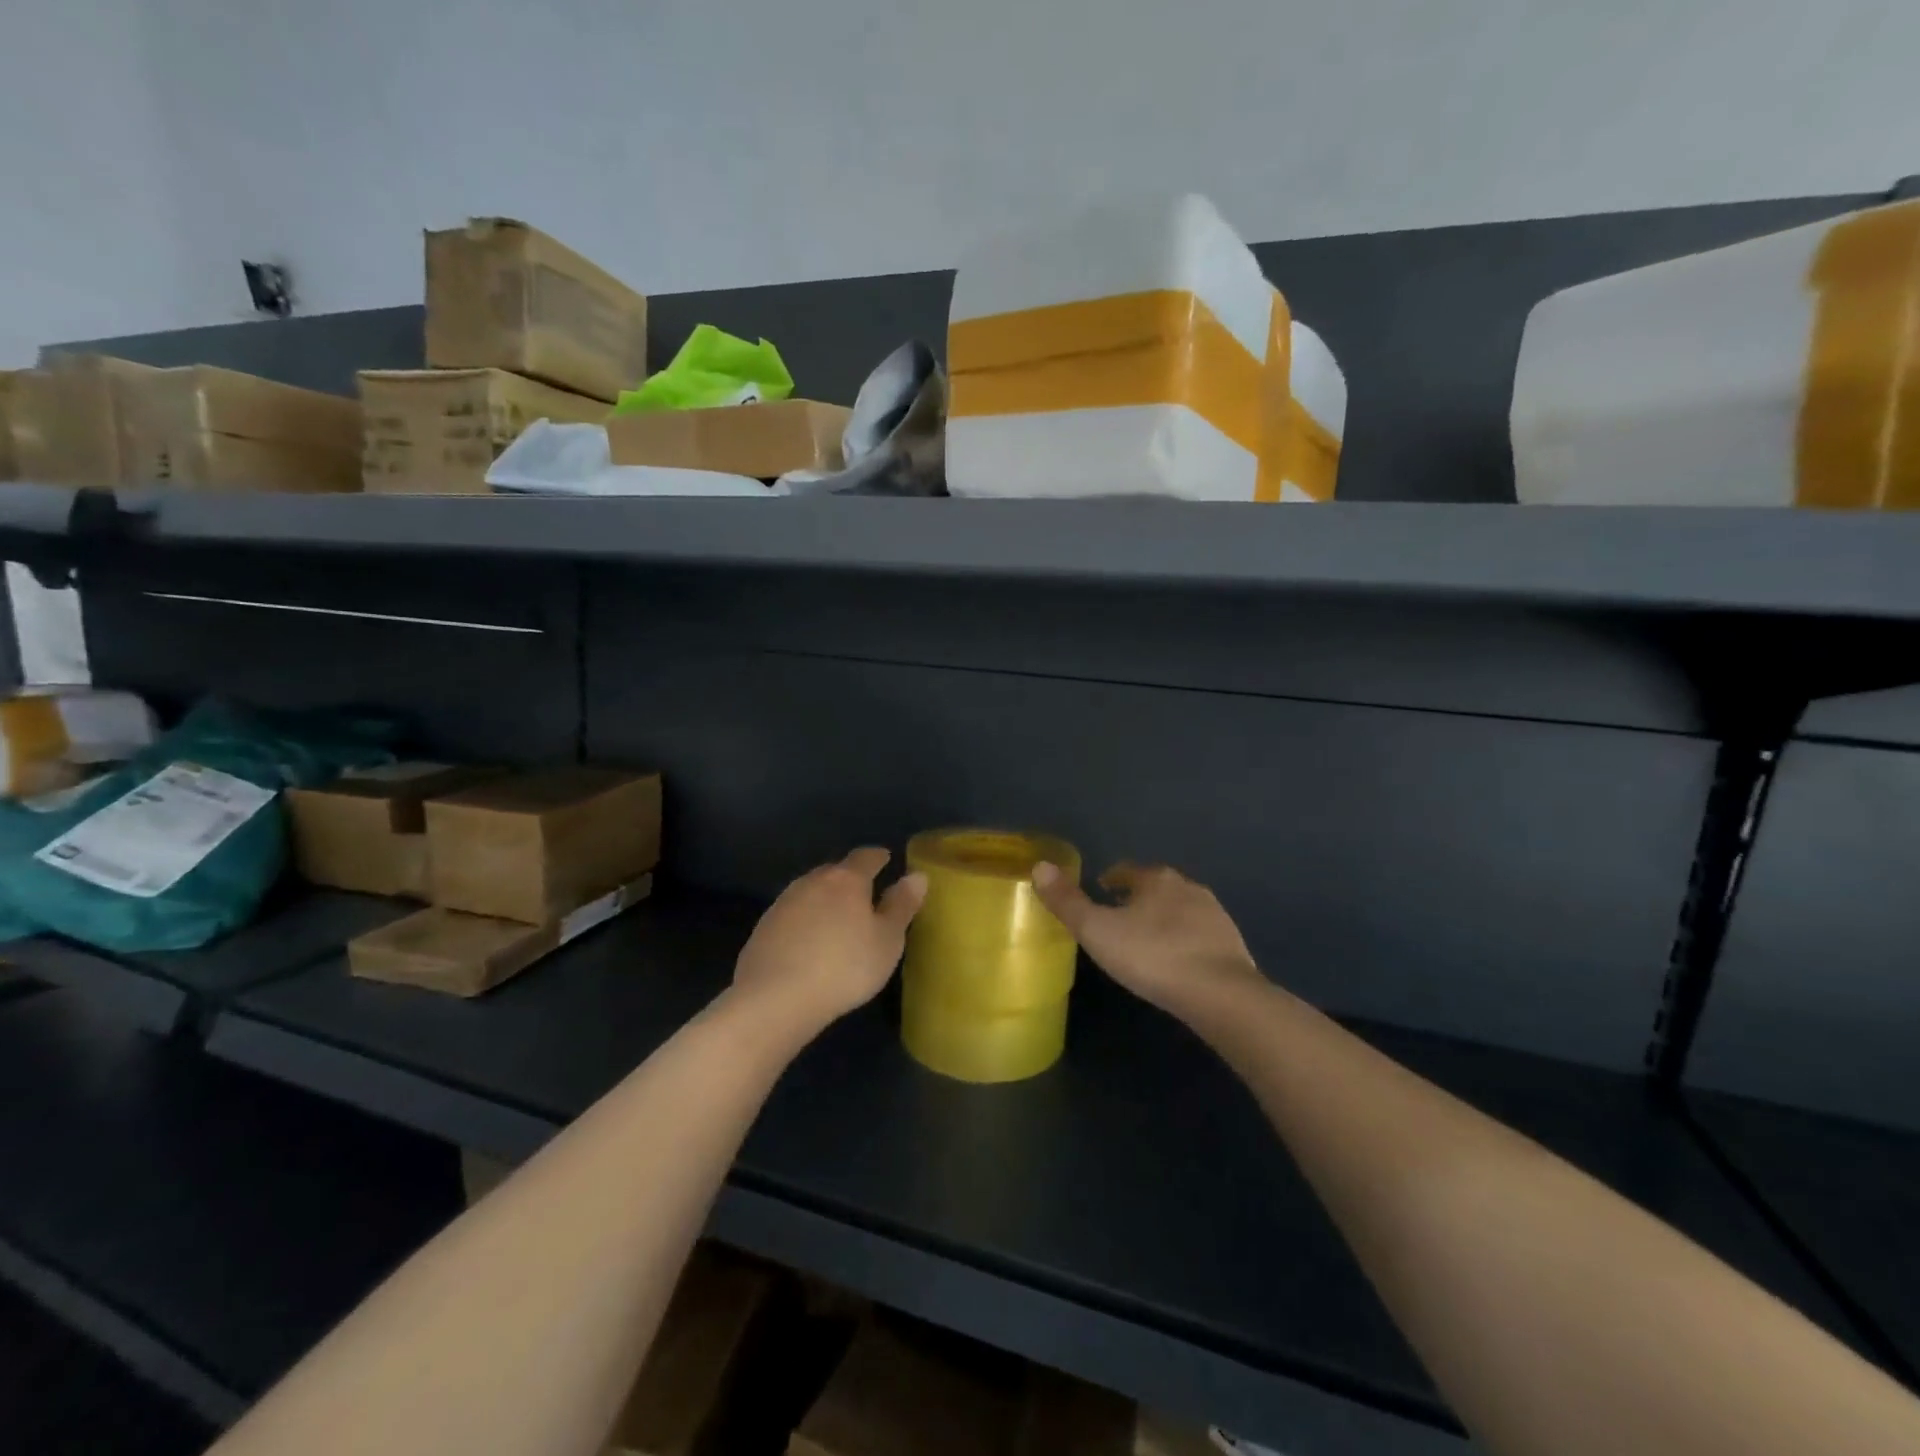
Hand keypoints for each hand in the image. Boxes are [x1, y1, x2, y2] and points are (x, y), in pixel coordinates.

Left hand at [732, 848, 926, 1029]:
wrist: (776, 998)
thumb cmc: (844, 967)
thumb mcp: (887, 940)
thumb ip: (901, 905)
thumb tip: (917, 875)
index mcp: (847, 880)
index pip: (866, 857)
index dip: (879, 857)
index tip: (887, 859)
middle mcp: (813, 881)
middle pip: (835, 871)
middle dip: (850, 878)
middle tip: (864, 894)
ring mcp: (784, 902)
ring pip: (810, 891)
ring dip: (824, 899)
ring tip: (837, 918)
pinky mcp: (763, 927)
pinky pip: (792, 914)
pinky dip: (804, 920)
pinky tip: (808, 942)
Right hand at [1031, 861, 1264, 1015]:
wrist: (1221, 994)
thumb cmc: (1152, 957)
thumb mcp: (1098, 931)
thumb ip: (1067, 901)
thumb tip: (1040, 866)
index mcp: (1155, 879)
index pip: (1127, 871)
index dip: (1110, 881)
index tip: (1099, 894)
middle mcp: (1188, 887)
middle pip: (1155, 887)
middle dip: (1137, 899)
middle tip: (1118, 922)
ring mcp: (1215, 914)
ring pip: (1180, 909)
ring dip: (1163, 920)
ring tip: (1145, 943)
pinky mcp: (1232, 943)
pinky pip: (1199, 934)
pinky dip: (1184, 941)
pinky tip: (1176, 962)